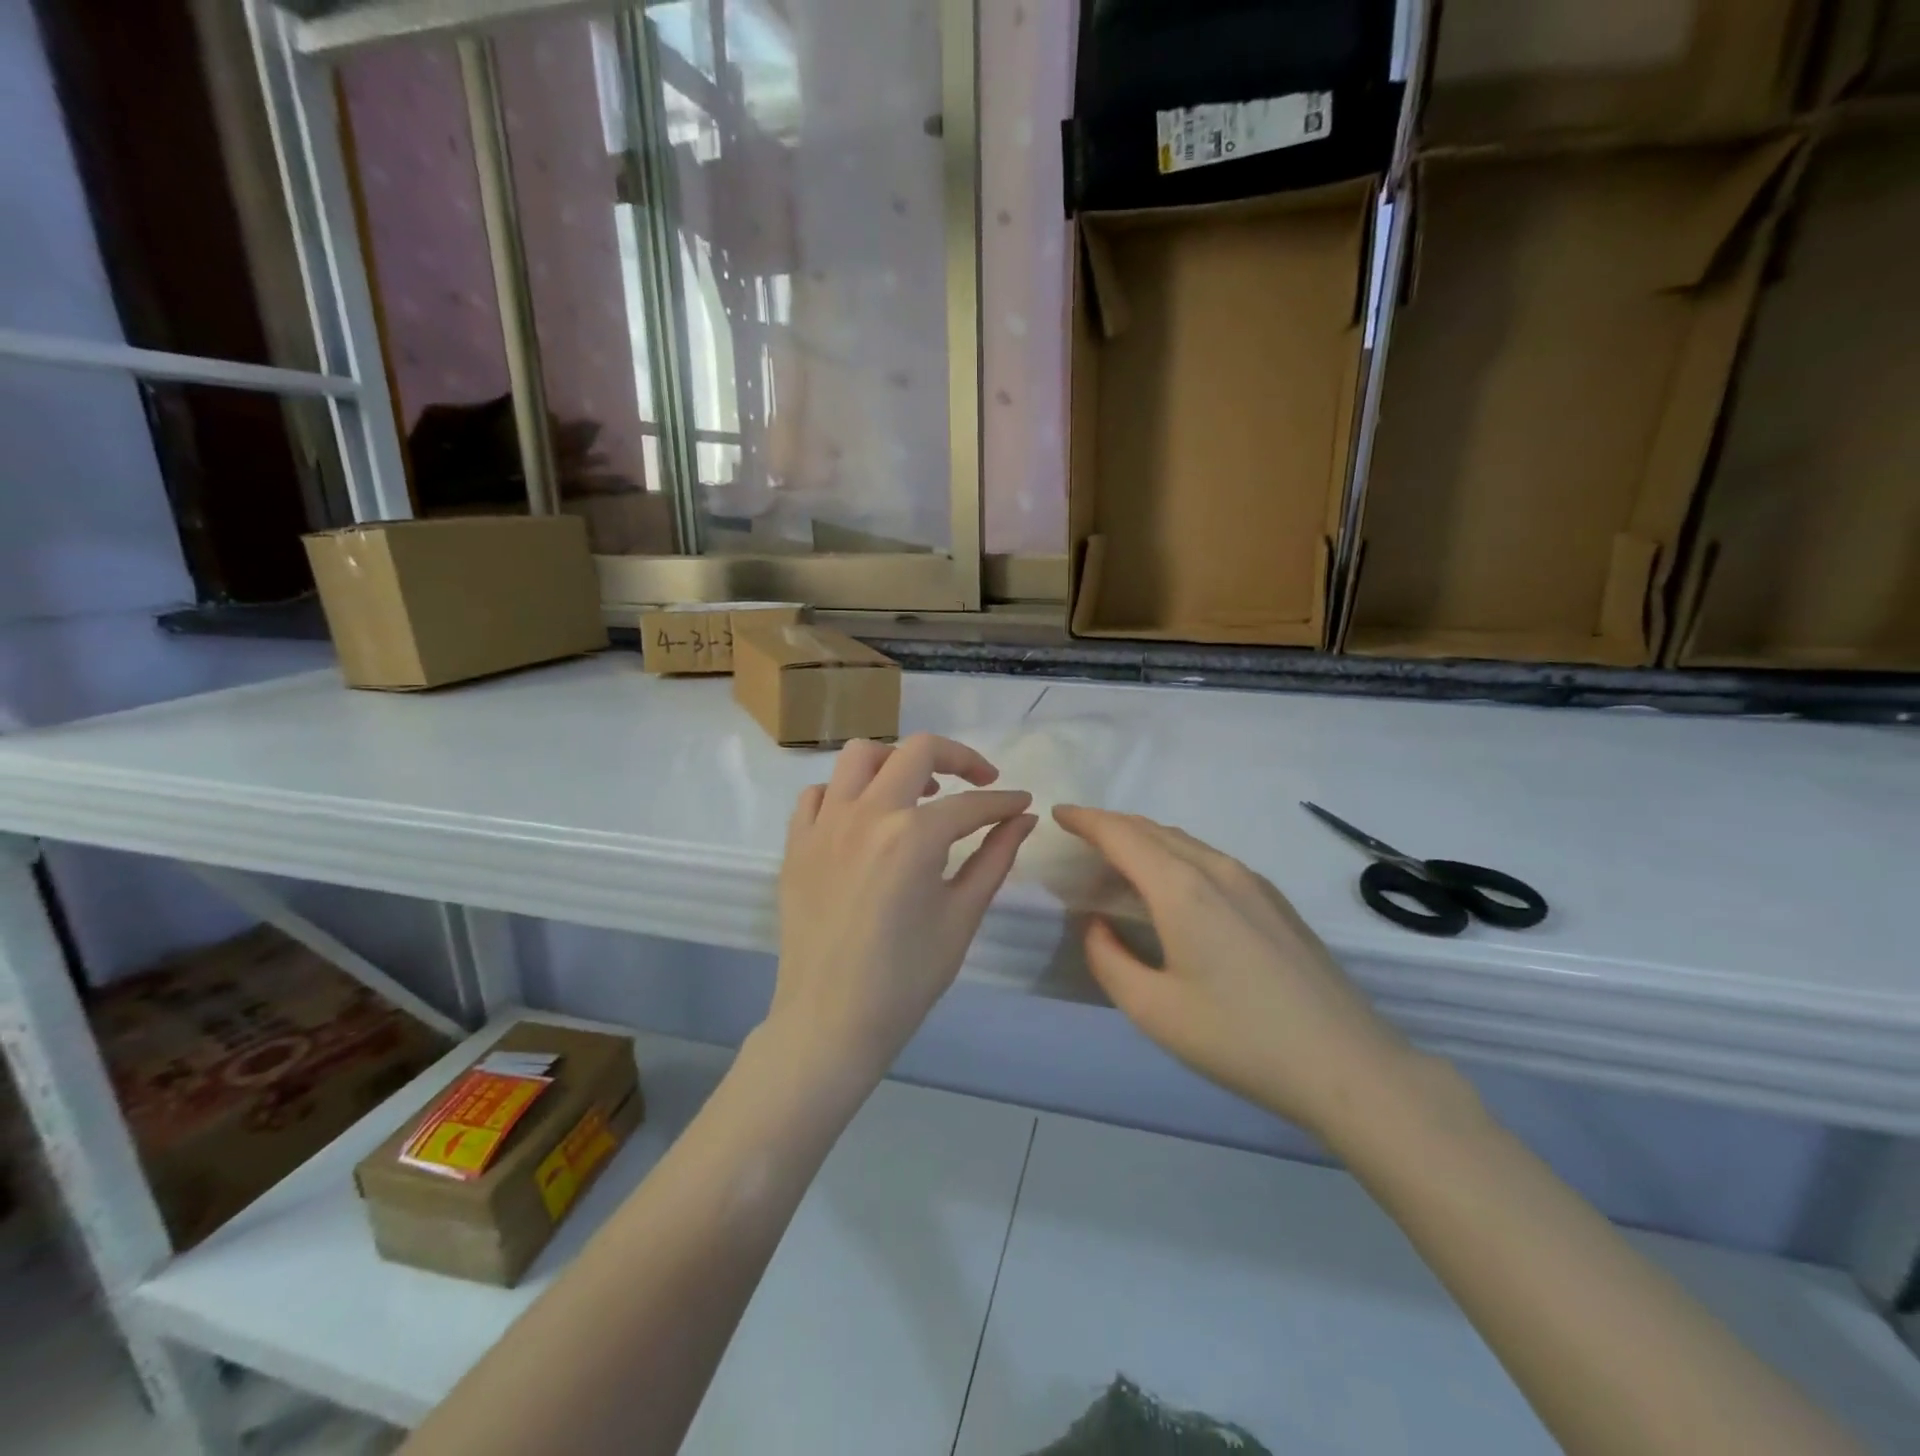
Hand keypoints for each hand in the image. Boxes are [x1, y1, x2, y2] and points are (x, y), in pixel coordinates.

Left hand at [768, 735, 1037, 1092]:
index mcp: (914, 835)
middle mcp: (867, 813)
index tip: (1022, 804)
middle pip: (917, 750)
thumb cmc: (906, 978)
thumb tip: (1023, 819)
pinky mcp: (796, 842)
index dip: (1004, 802)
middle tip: (978, 782)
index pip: (971, 803)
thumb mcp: (962, 916)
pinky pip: (818, 793)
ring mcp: (824, 824)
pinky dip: (846, 792)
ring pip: (860, 756)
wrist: (830, 1021)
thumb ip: (995, 858)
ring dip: (897, 761)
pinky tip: (864, 819)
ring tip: (917, 791)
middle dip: (959, 757)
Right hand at [1053, 806, 1414, 1139]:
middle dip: (1111, 825)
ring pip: (1184, 842)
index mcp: (1182, 890)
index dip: (1086, 820)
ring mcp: (1253, 882)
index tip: (1059, 813)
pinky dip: (1175, 856)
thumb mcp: (1154, 1011)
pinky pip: (1210, 859)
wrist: (1348, 1065)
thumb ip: (1109, 960)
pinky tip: (1172, 885)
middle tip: (1080, 834)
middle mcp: (1217, 870)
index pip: (1121, 836)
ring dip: (1145, 839)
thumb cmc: (1240, 1039)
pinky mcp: (1275, 901)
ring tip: (1118, 858)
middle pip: (1153, 830)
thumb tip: (1096, 925)